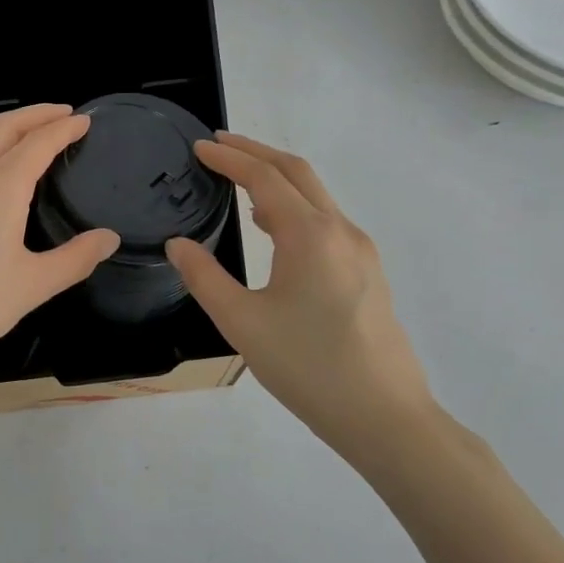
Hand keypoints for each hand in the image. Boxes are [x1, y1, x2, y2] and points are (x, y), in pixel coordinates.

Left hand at [0, 104, 119, 390]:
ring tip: (28, 134)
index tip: (84, 121)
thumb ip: (75, 259)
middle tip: (63, 113)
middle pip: (5, 127)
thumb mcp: (34, 286)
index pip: (38, 143)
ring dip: (6, 127)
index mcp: (0, 187)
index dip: (64, 129)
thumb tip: (109, 238)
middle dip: (36, 114)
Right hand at [166, 133, 433, 457]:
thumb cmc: (308, 367)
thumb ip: (205, 277)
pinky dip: (294, 207)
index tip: (200, 147)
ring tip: (238, 183)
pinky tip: (274, 229)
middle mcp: (341, 231)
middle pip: (297, 173)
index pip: (266, 179)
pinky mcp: (367, 273)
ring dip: (276, 179)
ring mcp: (361, 251)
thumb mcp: (242, 323)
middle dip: (256, 153)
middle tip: (219, 146)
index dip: (230, 158)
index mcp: (310, 236)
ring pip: (316, 196)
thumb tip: (178, 244)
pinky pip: (326, 221)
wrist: (385, 416)